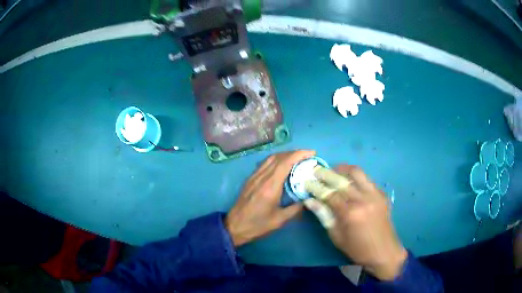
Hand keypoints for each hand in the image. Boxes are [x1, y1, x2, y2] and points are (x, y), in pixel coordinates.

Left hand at [225, 150, 315, 246]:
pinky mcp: (250, 179)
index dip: (299, 154)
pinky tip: (282, 166)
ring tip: (297, 159)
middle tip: (307, 156)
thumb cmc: (258, 225)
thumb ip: (296, 209)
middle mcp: (262, 177)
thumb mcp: (280, 220)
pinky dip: (276, 160)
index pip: (286, 162)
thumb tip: (308, 200)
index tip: (312, 153)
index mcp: (270, 185)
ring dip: (285, 155)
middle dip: (294, 153)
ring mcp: (254, 176)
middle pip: (279, 157)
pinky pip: (265, 163)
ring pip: (271, 158)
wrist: (235, 226)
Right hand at [304, 165, 406, 280]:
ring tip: (334, 170)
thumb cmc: (357, 248)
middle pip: (341, 180)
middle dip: (326, 173)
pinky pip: (367, 180)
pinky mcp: (382, 194)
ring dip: (343, 169)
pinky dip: (356, 178)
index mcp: (350, 213)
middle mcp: (363, 199)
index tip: (307, 182)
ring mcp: (374, 194)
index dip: (316, 187)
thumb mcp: (336, 236)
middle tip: (317, 171)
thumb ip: (324, 216)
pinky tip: (350, 182)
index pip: (329, 194)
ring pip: (357, 173)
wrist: (384, 251)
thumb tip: (310, 201)